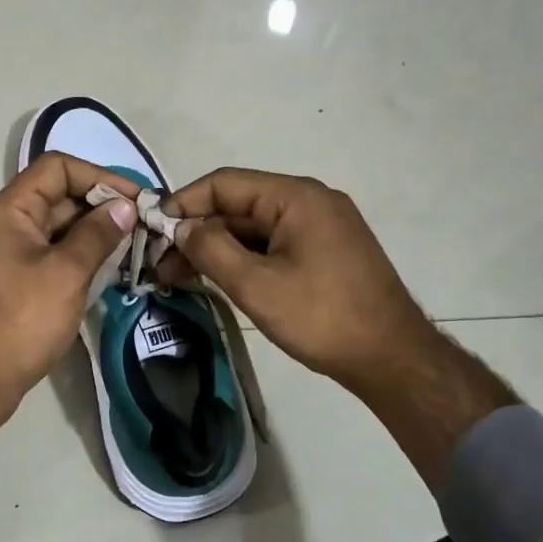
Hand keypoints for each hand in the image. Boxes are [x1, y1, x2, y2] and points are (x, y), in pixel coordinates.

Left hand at [0, 152, 139, 530]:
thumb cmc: (20, 320)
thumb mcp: (65, 273)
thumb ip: (97, 235)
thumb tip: (124, 207)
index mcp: (12, 209)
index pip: (58, 168)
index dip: (99, 176)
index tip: (136, 199)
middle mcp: (10, 223)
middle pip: (61, 196)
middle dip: (103, 206)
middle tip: (146, 225)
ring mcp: (14, 253)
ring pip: (62, 228)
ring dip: (97, 233)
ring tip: (138, 246)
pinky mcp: (20, 281)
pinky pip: (57, 255)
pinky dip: (84, 256)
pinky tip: (114, 269)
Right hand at [157, 168, 429, 400]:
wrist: (391, 358)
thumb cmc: (321, 317)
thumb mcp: (256, 285)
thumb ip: (211, 249)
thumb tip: (181, 227)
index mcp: (296, 197)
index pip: (224, 183)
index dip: (182, 204)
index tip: (151, 231)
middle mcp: (309, 201)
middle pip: (238, 205)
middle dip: (196, 232)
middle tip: (160, 265)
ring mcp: (320, 226)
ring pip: (253, 228)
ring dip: (215, 248)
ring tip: (179, 278)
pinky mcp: (324, 251)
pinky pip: (271, 244)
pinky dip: (241, 259)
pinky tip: (216, 280)